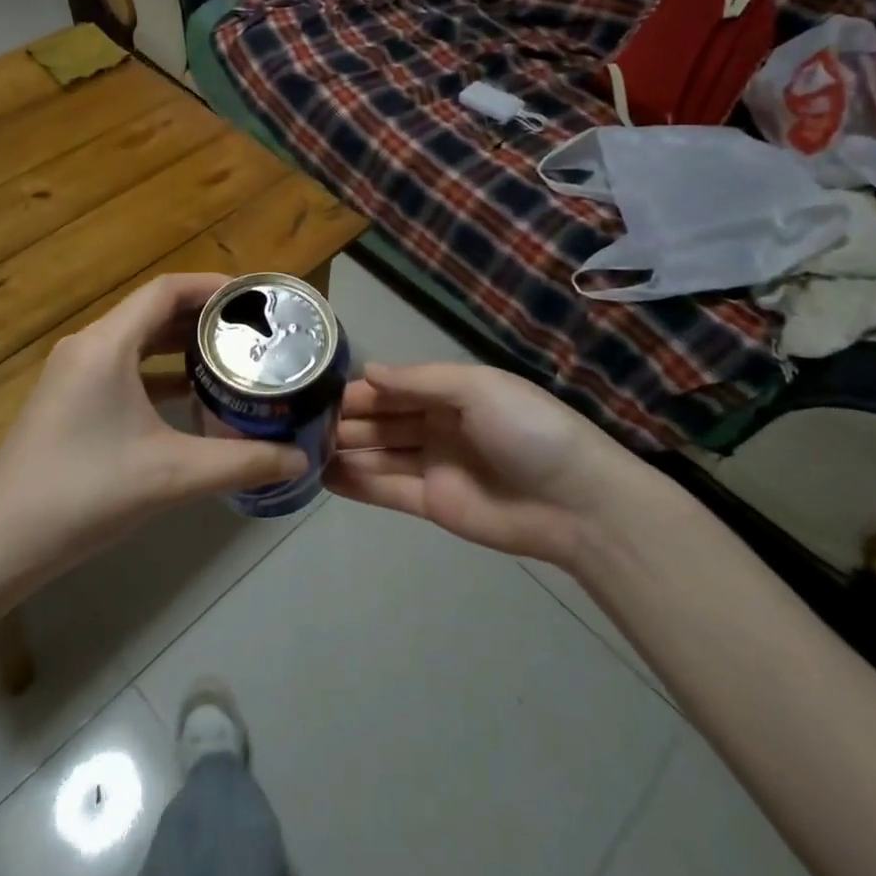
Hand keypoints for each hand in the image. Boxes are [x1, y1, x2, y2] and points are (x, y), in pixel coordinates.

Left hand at [0, 273, 307, 578]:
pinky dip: (158, 373)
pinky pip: (123, 369)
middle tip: (253, 331)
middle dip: (202, 317)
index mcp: (106, 344)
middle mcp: (88, 346)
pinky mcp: (69, 401)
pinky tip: (191, 397)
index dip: (211, 286)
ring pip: (137, 341)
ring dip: (180, 345)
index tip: (253, 298)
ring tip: (231, 358)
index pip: (166, 290)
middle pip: (152, 312)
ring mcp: (73, 374)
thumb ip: (241, 463)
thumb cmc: (84, 493)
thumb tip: (300, 460)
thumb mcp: (171, 476)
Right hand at [326, 362, 648, 566]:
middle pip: (382, 420)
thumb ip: (419, 380)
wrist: (576, 501)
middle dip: (346, 420)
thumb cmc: (526, 429)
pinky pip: (386, 489)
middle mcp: (436, 426)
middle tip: (300, 423)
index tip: (319, 392)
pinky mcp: (431, 504)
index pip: (394, 387)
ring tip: (302, 448)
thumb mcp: (476, 387)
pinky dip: (356, 483)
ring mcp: (432, 466)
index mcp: (449, 393)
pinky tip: (324, 477)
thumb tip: (367, 371)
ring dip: (345, 450)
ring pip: (379, 453)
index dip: (360, 390)